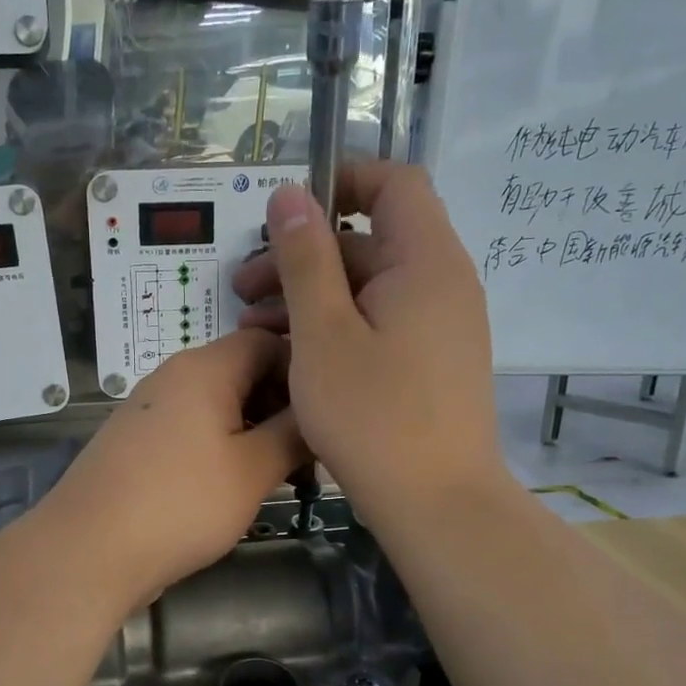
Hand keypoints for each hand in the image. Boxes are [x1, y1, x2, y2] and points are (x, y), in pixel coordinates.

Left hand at [40, 330, 307, 609]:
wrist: (88, 549)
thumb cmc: (181, 503)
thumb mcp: (253, 470)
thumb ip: (294, 434)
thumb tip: (319, 412)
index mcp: (205, 368)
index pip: (267, 341)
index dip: (302, 371)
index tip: (327, 415)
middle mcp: (174, 376)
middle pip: (241, 372)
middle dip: (280, 406)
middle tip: (309, 454)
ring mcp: (149, 410)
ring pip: (217, 405)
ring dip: (252, 431)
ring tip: (279, 476)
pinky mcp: (135, 443)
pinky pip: (190, 430)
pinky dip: (220, 448)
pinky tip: (233, 487)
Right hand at [231, 162, 504, 523]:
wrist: (437, 504)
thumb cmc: (374, 416)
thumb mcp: (323, 334)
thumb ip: (306, 260)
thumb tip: (291, 195)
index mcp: (425, 262)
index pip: (393, 184)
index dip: (340, 181)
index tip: (285, 212)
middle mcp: (442, 284)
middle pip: (370, 242)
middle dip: (303, 256)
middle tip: (243, 290)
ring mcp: (440, 327)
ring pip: (369, 289)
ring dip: (312, 297)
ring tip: (254, 328)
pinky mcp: (431, 364)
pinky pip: (380, 324)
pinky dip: (337, 328)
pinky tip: (293, 357)